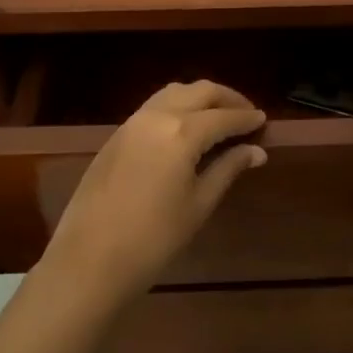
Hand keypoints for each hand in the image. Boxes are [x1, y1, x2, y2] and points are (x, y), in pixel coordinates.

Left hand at [42, 81, 265, 307]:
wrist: (88, 261)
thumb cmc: (153, 239)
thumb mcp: (198, 205)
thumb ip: (227, 169)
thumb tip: (256, 151)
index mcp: (182, 132)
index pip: (224, 116)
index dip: (247, 118)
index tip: (264, 121)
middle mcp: (158, 116)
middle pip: (200, 91)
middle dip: (227, 98)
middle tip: (246, 113)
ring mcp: (133, 122)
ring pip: (174, 92)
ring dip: (200, 97)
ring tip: (218, 116)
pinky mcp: (117, 135)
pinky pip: (154, 106)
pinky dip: (177, 106)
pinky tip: (186, 128)